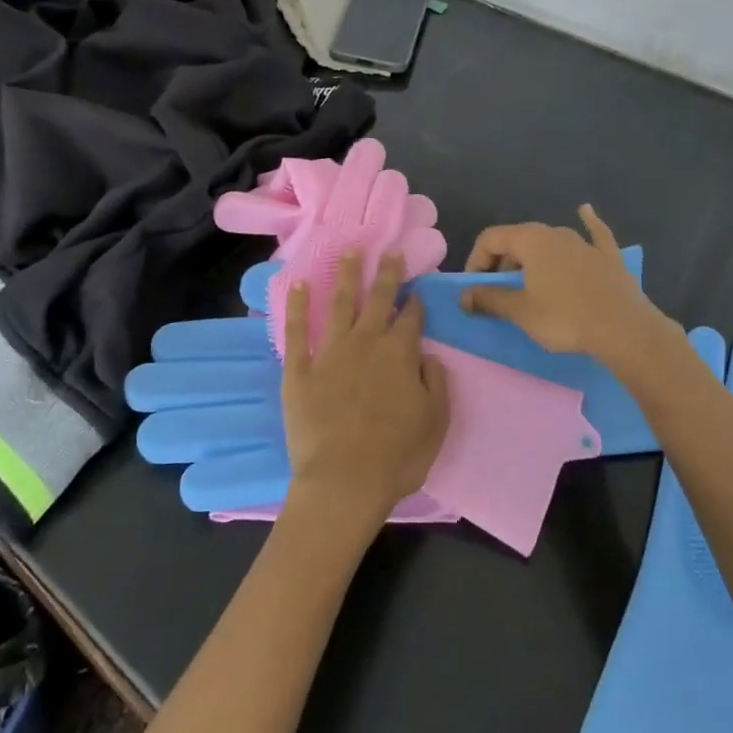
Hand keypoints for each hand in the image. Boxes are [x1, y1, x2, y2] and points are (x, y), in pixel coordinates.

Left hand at [282, 251, 449, 529]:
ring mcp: (330, 352)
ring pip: (339, 303)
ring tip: (348, 252)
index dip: (416, 302)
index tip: (417, 289)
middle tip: (387, 250)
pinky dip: (297, 306)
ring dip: (345, 275)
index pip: (411, 318)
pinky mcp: (300, 368)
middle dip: (385, 273)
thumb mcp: (435, 422)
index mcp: (401, 354)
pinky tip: (297, 284)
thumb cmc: (396, 458)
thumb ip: (435, 382)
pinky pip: (297, 330)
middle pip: (378, 299)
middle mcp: (367, 342)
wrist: (344, 482)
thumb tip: (428, 355)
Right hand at [460, 205, 678, 367]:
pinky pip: (593, 235)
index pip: (490, 238)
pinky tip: (586, 211)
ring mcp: (585, 242)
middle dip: (501, 263)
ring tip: (527, 281)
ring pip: (550, 242)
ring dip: (533, 257)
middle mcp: (556, 232)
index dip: (476, 261)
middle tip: (499, 293)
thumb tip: (463, 296)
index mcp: (531, 240)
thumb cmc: (565, 318)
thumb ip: (489, 299)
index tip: (474, 289)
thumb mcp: (520, 312)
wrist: (624, 330)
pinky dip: (587, 224)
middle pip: (518, 240)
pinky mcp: (609, 257)